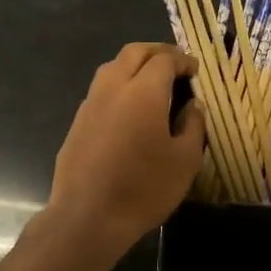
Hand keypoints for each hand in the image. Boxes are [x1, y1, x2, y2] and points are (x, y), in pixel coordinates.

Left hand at [43, 43, 205, 258]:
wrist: (87, 217)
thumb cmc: (144, 188)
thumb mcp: (185, 161)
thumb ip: (193, 125)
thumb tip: (193, 105)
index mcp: (143, 92)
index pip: (164, 60)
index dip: (182, 60)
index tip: (194, 70)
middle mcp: (113, 88)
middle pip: (134, 53)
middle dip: (157, 52)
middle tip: (174, 65)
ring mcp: (90, 104)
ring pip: (112, 68)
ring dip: (134, 66)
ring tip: (152, 83)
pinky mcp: (77, 122)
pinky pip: (100, 91)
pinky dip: (119, 87)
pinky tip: (129, 110)